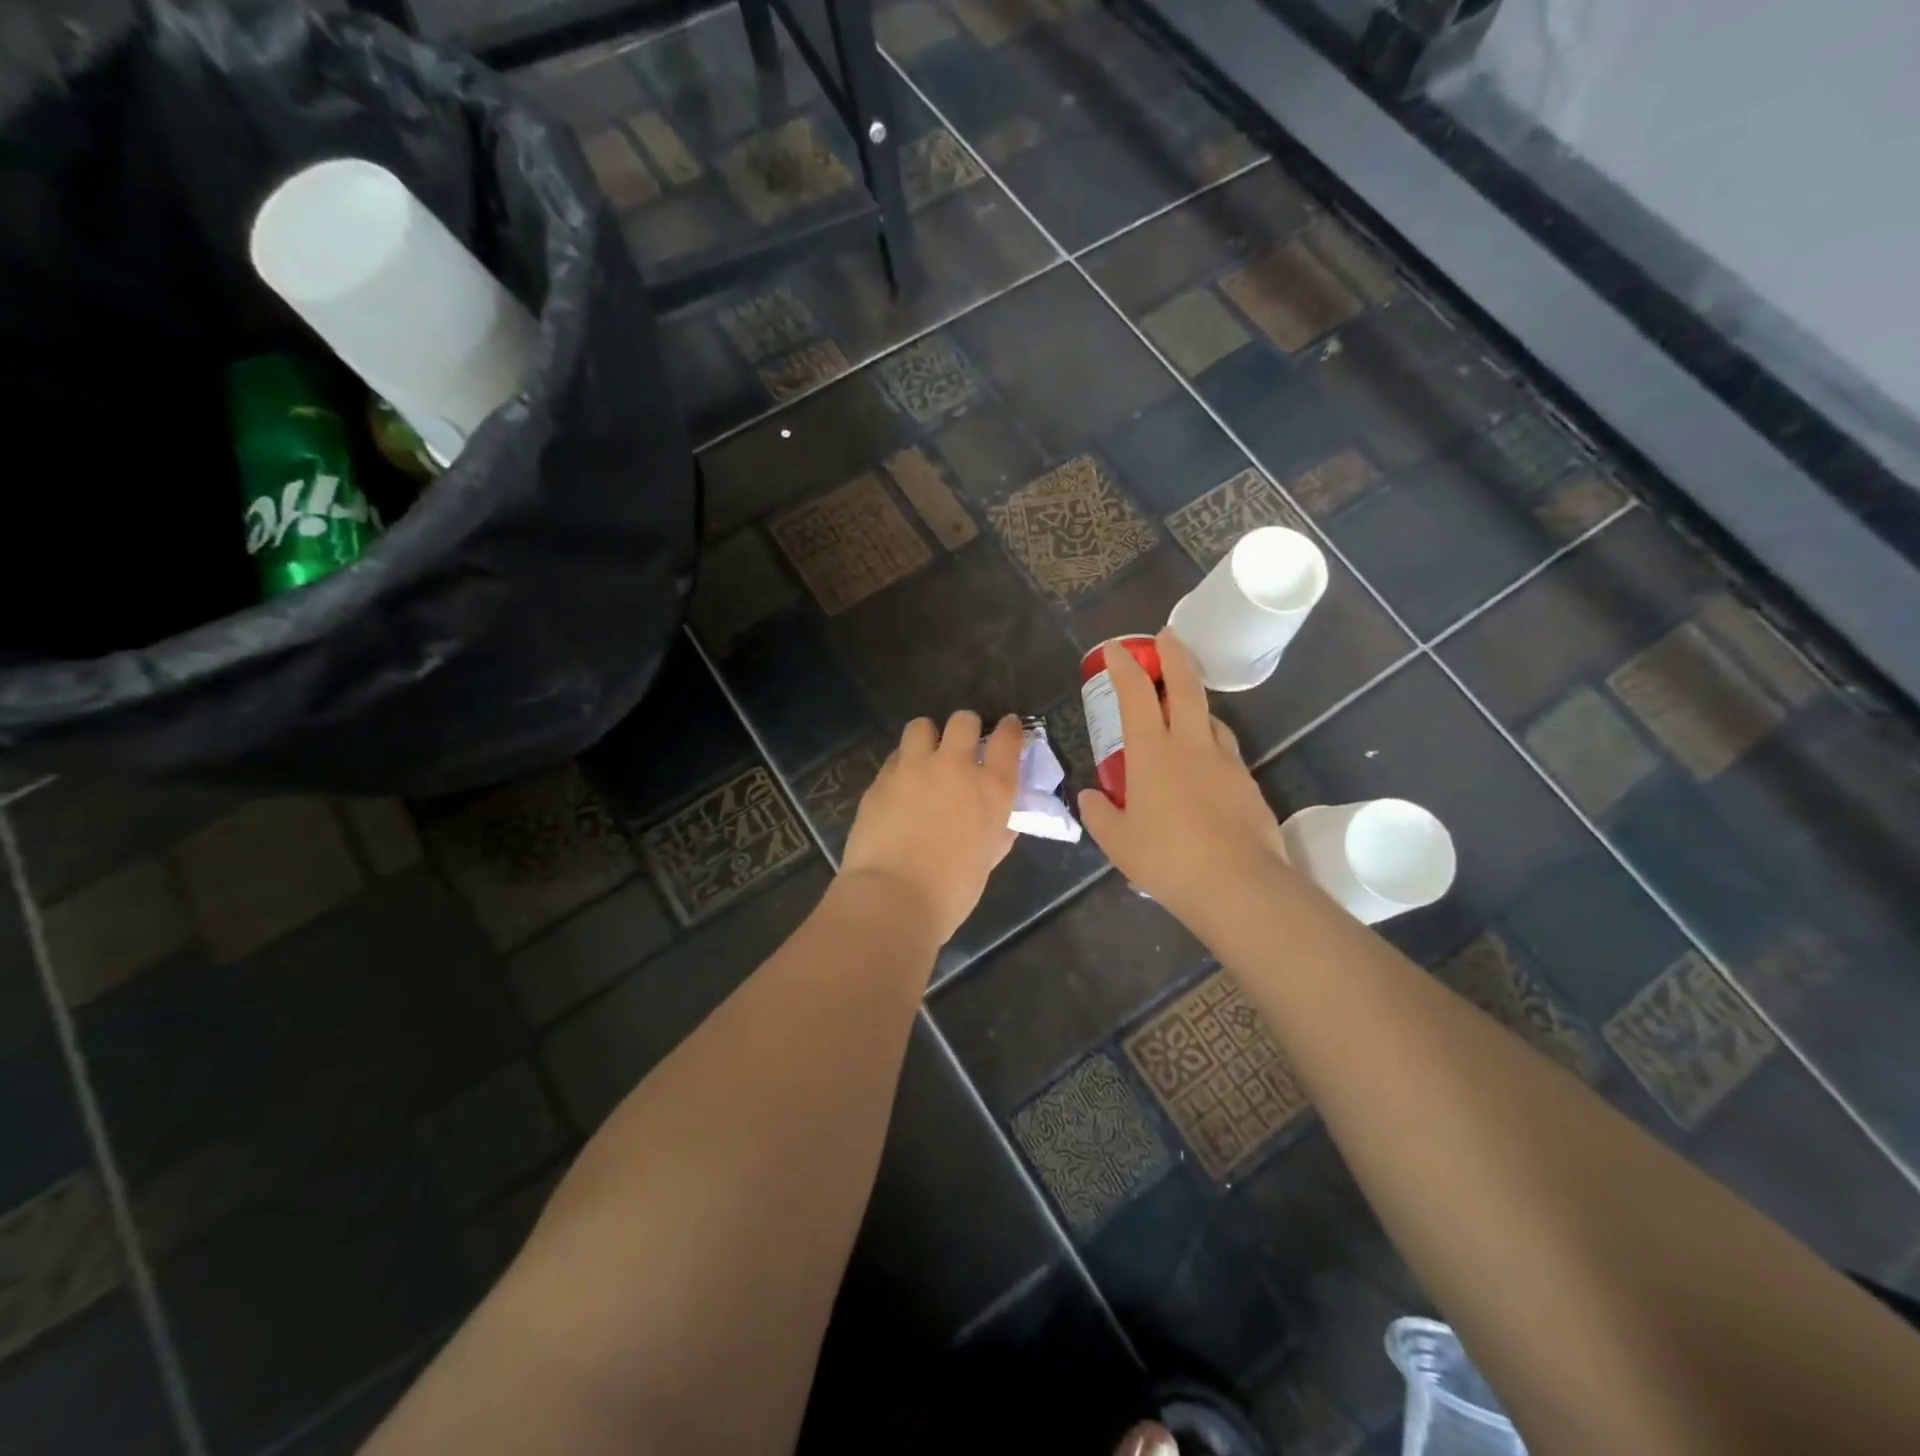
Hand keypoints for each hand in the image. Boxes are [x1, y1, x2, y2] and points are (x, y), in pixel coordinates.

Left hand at [840, 712, 1022, 944]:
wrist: (893, 897)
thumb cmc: (951, 891)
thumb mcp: (986, 860)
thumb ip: (996, 833)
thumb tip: (1001, 824)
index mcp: (992, 789)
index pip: (1008, 740)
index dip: (1009, 729)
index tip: (1007, 727)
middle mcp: (955, 767)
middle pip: (964, 721)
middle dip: (966, 727)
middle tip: (962, 745)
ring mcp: (914, 768)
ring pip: (921, 726)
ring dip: (927, 737)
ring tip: (924, 756)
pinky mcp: (881, 779)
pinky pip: (895, 757)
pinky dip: (901, 764)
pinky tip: (899, 785)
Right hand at [1077, 628, 1289, 926]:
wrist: (1237, 884)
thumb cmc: (1166, 858)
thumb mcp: (1118, 841)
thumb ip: (1100, 814)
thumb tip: (1090, 796)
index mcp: (1152, 753)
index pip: (1135, 696)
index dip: (1124, 667)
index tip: (1116, 648)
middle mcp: (1191, 746)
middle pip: (1184, 687)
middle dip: (1173, 655)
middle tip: (1167, 635)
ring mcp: (1225, 762)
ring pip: (1211, 718)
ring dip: (1196, 704)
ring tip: (1184, 710)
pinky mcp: (1248, 784)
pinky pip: (1225, 753)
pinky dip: (1211, 746)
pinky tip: (1205, 769)